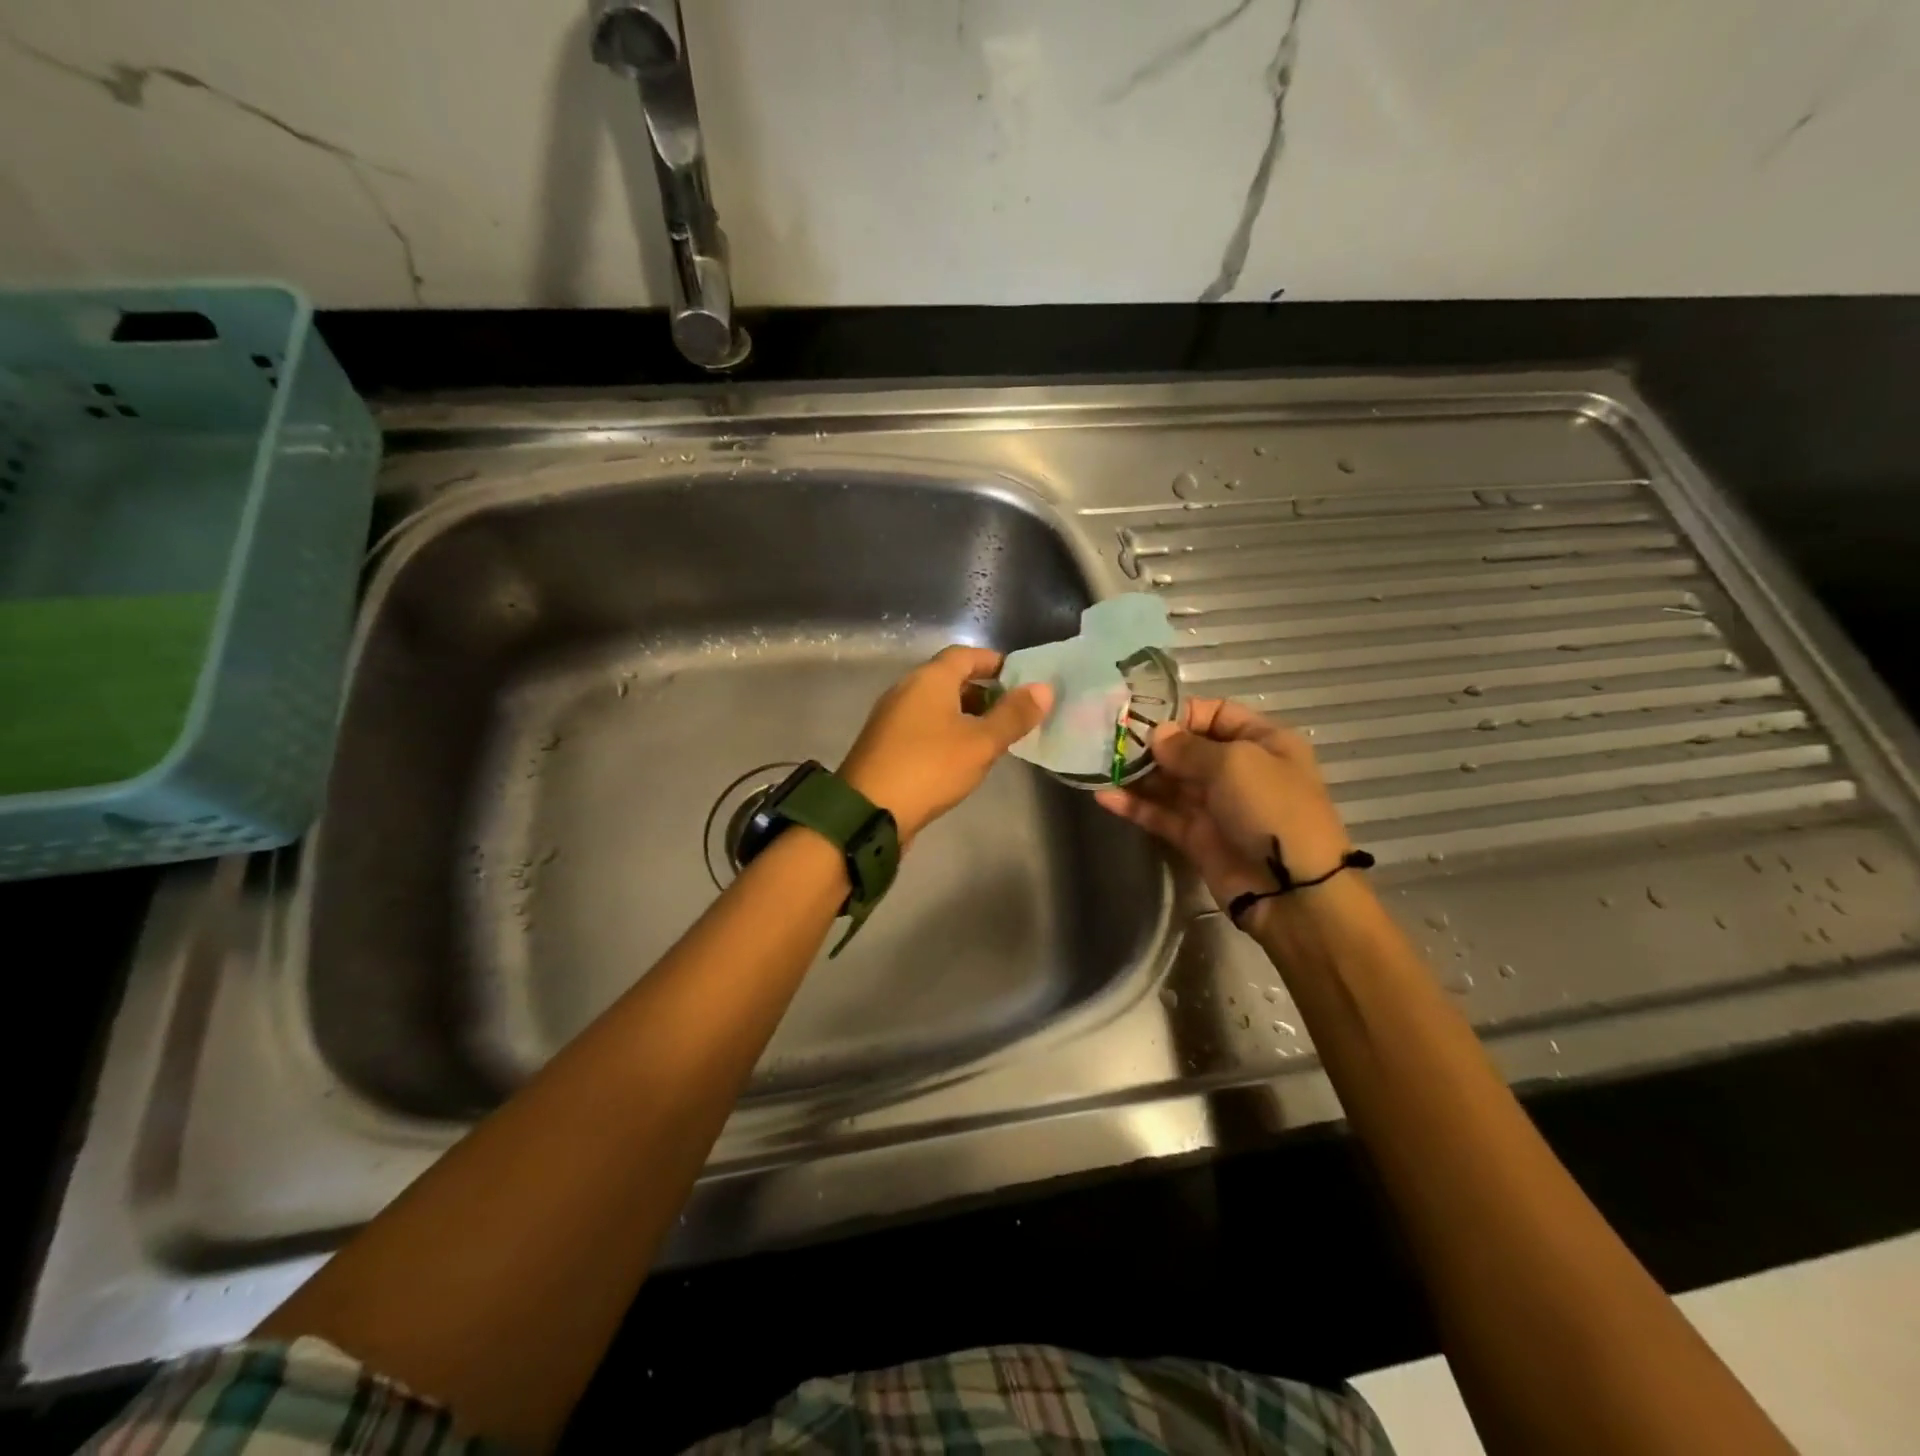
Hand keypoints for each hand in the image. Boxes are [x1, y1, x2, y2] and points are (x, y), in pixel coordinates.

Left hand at [840, 646, 1052, 845]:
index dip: (994, 662)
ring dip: (964, 714)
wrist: (869, 811)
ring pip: (935, 705)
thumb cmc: (930, 767)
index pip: (965, 655)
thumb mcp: (981, 743)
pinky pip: (922, 726)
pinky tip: (960, 757)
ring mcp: (891, 717)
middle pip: (949, 679)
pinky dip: (945, 731)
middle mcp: (906, 689)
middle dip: (982, 691)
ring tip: (992, 738)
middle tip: (1012, 712)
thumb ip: (1013, 715)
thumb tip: (1044, 688)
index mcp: (929, 679)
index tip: (1020, 679)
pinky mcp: (885, 744)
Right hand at [1095, 697, 1354, 912]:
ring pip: (1169, 782)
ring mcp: (1215, 804)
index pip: (1216, 714)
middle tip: (1110, 740)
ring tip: (1100, 764)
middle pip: (1187, 748)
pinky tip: (1103, 795)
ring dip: (1136, 774)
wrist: (1292, 889)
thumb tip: (1156, 735)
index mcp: (1261, 742)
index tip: (1141, 716)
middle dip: (1150, 744)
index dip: (1180, 713)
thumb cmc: (1271, 808)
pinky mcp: (1195, 836)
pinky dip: (1134, 805)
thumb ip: (1188, 747)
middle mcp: (1238, 770)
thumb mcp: (1235, 763)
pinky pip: (1160, 814)